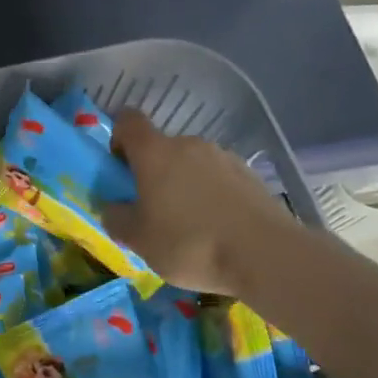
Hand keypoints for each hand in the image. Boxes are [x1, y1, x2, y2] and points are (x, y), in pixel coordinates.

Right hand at [101, 110, 294, 296]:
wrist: (265, 255)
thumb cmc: (189, 243)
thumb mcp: (138, 240)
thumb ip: (116, 218)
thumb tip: (113, 207)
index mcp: (155, 153)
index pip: (128, 121)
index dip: (118, 139)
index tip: (119, 170)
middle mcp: (189, 144)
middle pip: (161, 147)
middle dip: (152, 173)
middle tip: (151, 211)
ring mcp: (223, 157)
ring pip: (191, 164)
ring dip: (183, 185)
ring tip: (188, 226)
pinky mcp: (249, 175)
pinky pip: (217, 179)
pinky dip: (210, 195)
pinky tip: (216, 228)